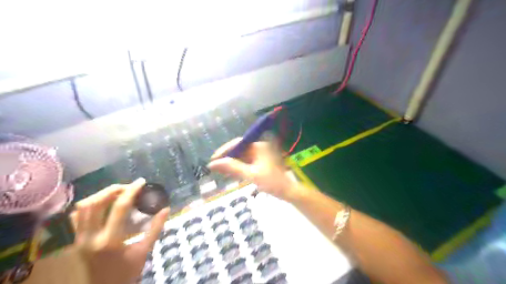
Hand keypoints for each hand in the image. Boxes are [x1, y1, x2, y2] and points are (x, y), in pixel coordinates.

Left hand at [70, 179, 169, 281]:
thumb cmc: (127, 272)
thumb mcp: (145, 250)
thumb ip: (156, 228)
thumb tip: (167, 208)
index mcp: (110, 240)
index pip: (119, 207)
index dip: (131, 191)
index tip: (141, 182)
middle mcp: (90, 237)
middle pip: (95, 203)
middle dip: (113, 189)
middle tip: (129, 187)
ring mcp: (79, 239)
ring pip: (83, 207)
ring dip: (101, 195)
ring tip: (118, 192)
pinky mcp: (76, 240)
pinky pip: (76, 217)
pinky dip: (89, 205)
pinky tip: (103, 204)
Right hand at [205, 138, 298, 199]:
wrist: (288, 192)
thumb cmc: (272, 182)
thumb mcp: (251, 175)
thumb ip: (232, 168)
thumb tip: (213, 163)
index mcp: (259, 146)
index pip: (238, 143)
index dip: (224, 150)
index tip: (213, 159)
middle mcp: (260, 147)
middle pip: (239, 150)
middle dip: (227, 158)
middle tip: (214, 166)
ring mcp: (261, 155)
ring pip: (241, 157)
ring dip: (231, 163)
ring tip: (219, 171)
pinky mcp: (261, 163)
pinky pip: (246, 162)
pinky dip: (238, 168)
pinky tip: (230, 174)